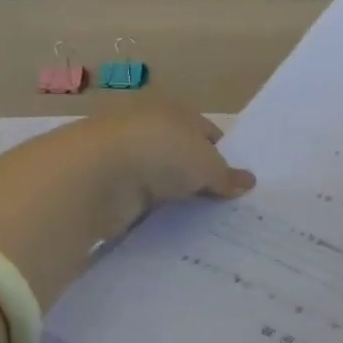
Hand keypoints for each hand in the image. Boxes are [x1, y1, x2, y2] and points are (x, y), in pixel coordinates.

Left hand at [84, 104, 255, 235]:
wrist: (94, 175)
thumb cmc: (161, 153)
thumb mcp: (208, 165)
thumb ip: (227, 175)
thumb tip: (249, 182)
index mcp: (175, 112)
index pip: (207, 133)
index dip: (224, 156)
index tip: (235, 182)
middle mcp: (148, 129)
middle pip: (182, 156)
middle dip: (198, 179)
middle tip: (222, 205)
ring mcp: (124, 158)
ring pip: (159, 180)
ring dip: (172, 197)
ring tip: (197, 222)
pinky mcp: (105, 187)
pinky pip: (137, 202)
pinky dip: (149, 214)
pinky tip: (166, 229)